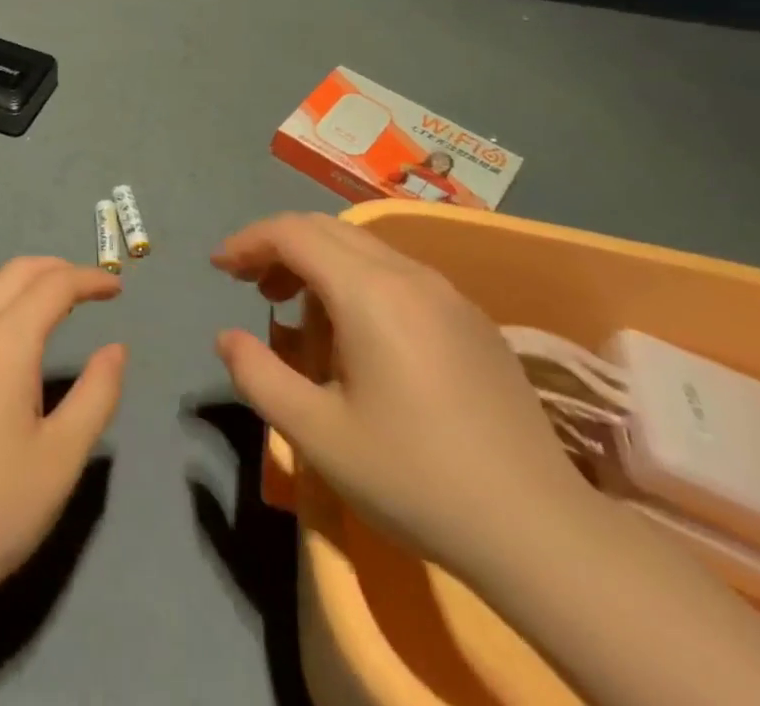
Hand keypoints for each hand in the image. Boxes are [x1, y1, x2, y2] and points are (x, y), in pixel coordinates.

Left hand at [0, 258, 126, 613]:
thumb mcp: (62, 457)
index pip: (54, 285)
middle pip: (15, 272)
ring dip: (21, 283)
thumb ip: (97, 394)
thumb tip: (116, 349)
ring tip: (50, 306)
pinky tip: (0, 344)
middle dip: (56, 269)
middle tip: (88, 289)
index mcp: (4, 341)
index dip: (90, 279)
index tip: (117, 289)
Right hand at [212, 213, 593, 578]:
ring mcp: (447, 293)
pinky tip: (360, 338)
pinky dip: (358, 282)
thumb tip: (227, 337)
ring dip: (319, 264)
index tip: (219, 268)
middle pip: (326, 229)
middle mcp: (409, 274)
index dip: (248, 241)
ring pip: (364, 249)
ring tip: (301, 318)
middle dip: (280, 248)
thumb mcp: (317, 434)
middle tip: (253, 289)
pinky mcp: (472, 319)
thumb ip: (258, 375)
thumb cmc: (415, 477)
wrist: (539, 531)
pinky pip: (398, 274)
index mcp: (369, 291)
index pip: (293, 233)